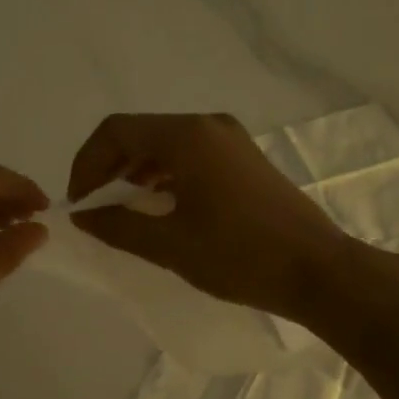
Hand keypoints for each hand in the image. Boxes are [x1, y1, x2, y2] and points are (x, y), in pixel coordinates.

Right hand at [68, 112, 356, 321]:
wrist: (319, 272)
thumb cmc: (240, 256)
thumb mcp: (169, 245)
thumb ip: (118, 225)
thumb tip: (82, 215)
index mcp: (187, 137)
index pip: (116, 131)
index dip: (87, 163)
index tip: (79, 204)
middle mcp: (207, 126)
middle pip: (139, 133)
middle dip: (108, 167)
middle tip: (94, 206)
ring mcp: (229, 139)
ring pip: (163, 144)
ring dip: (135, 171)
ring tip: (122, 209)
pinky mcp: (243, 158)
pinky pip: (189, 155)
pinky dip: (163, 175)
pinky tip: (159, 206)